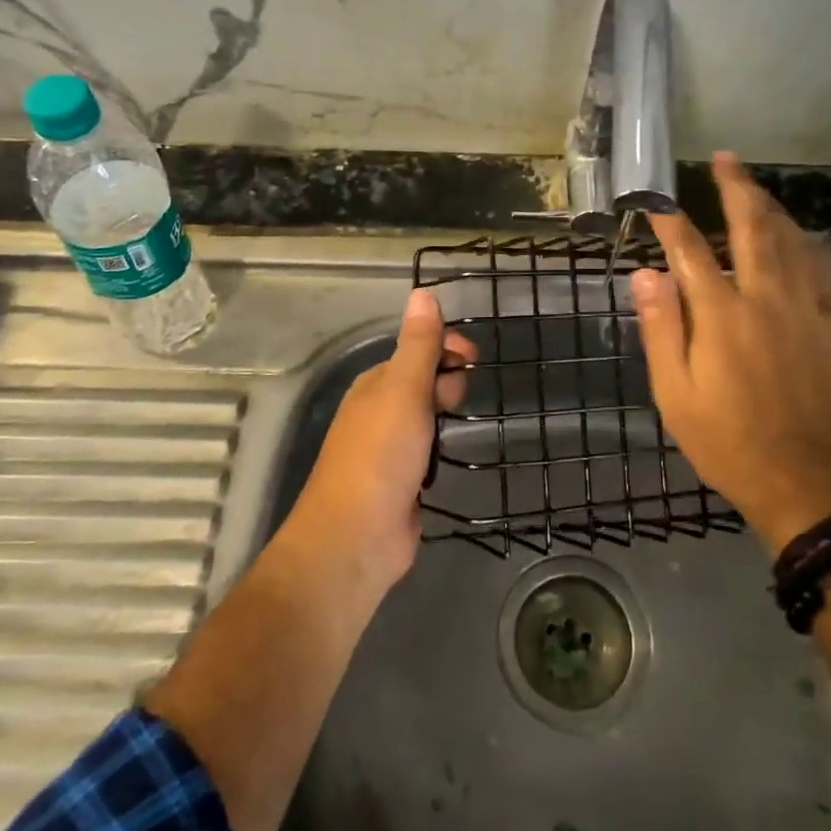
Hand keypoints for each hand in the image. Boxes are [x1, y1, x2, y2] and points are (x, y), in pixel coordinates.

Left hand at [285, 289, 476, 588]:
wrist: (355, 539)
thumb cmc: (380, 456)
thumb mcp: (402, 390)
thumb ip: (417, 345)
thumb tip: (422, 291)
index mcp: (375, 384)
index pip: (415, 350)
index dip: (445, 348)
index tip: (474, 358)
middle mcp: (378, 411)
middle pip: (423, 382)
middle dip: (447, 384)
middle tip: (453, 405)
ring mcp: (388, 449)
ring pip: (427, 418)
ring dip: (446, 418)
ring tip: (456, 430)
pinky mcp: (401, 482)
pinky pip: (428, 452)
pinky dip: (441, 450)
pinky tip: (450, 458)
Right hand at [631, 152, 830, 553]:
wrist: (805, 481)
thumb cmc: (727, 440)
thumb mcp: (675, 392)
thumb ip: (661, 328)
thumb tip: (645, 274)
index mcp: (720, 315)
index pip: (689, 251)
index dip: (669, 222)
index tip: (655, 202)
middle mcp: (764, 298)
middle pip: (751, 227)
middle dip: (736, 188)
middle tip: (725, 160)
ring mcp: (803, 308)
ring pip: (790, 239)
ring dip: (770, 206)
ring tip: (755, 185)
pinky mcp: (828, 324)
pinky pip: (818, 267)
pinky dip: (803, 240)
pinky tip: (797, 234)